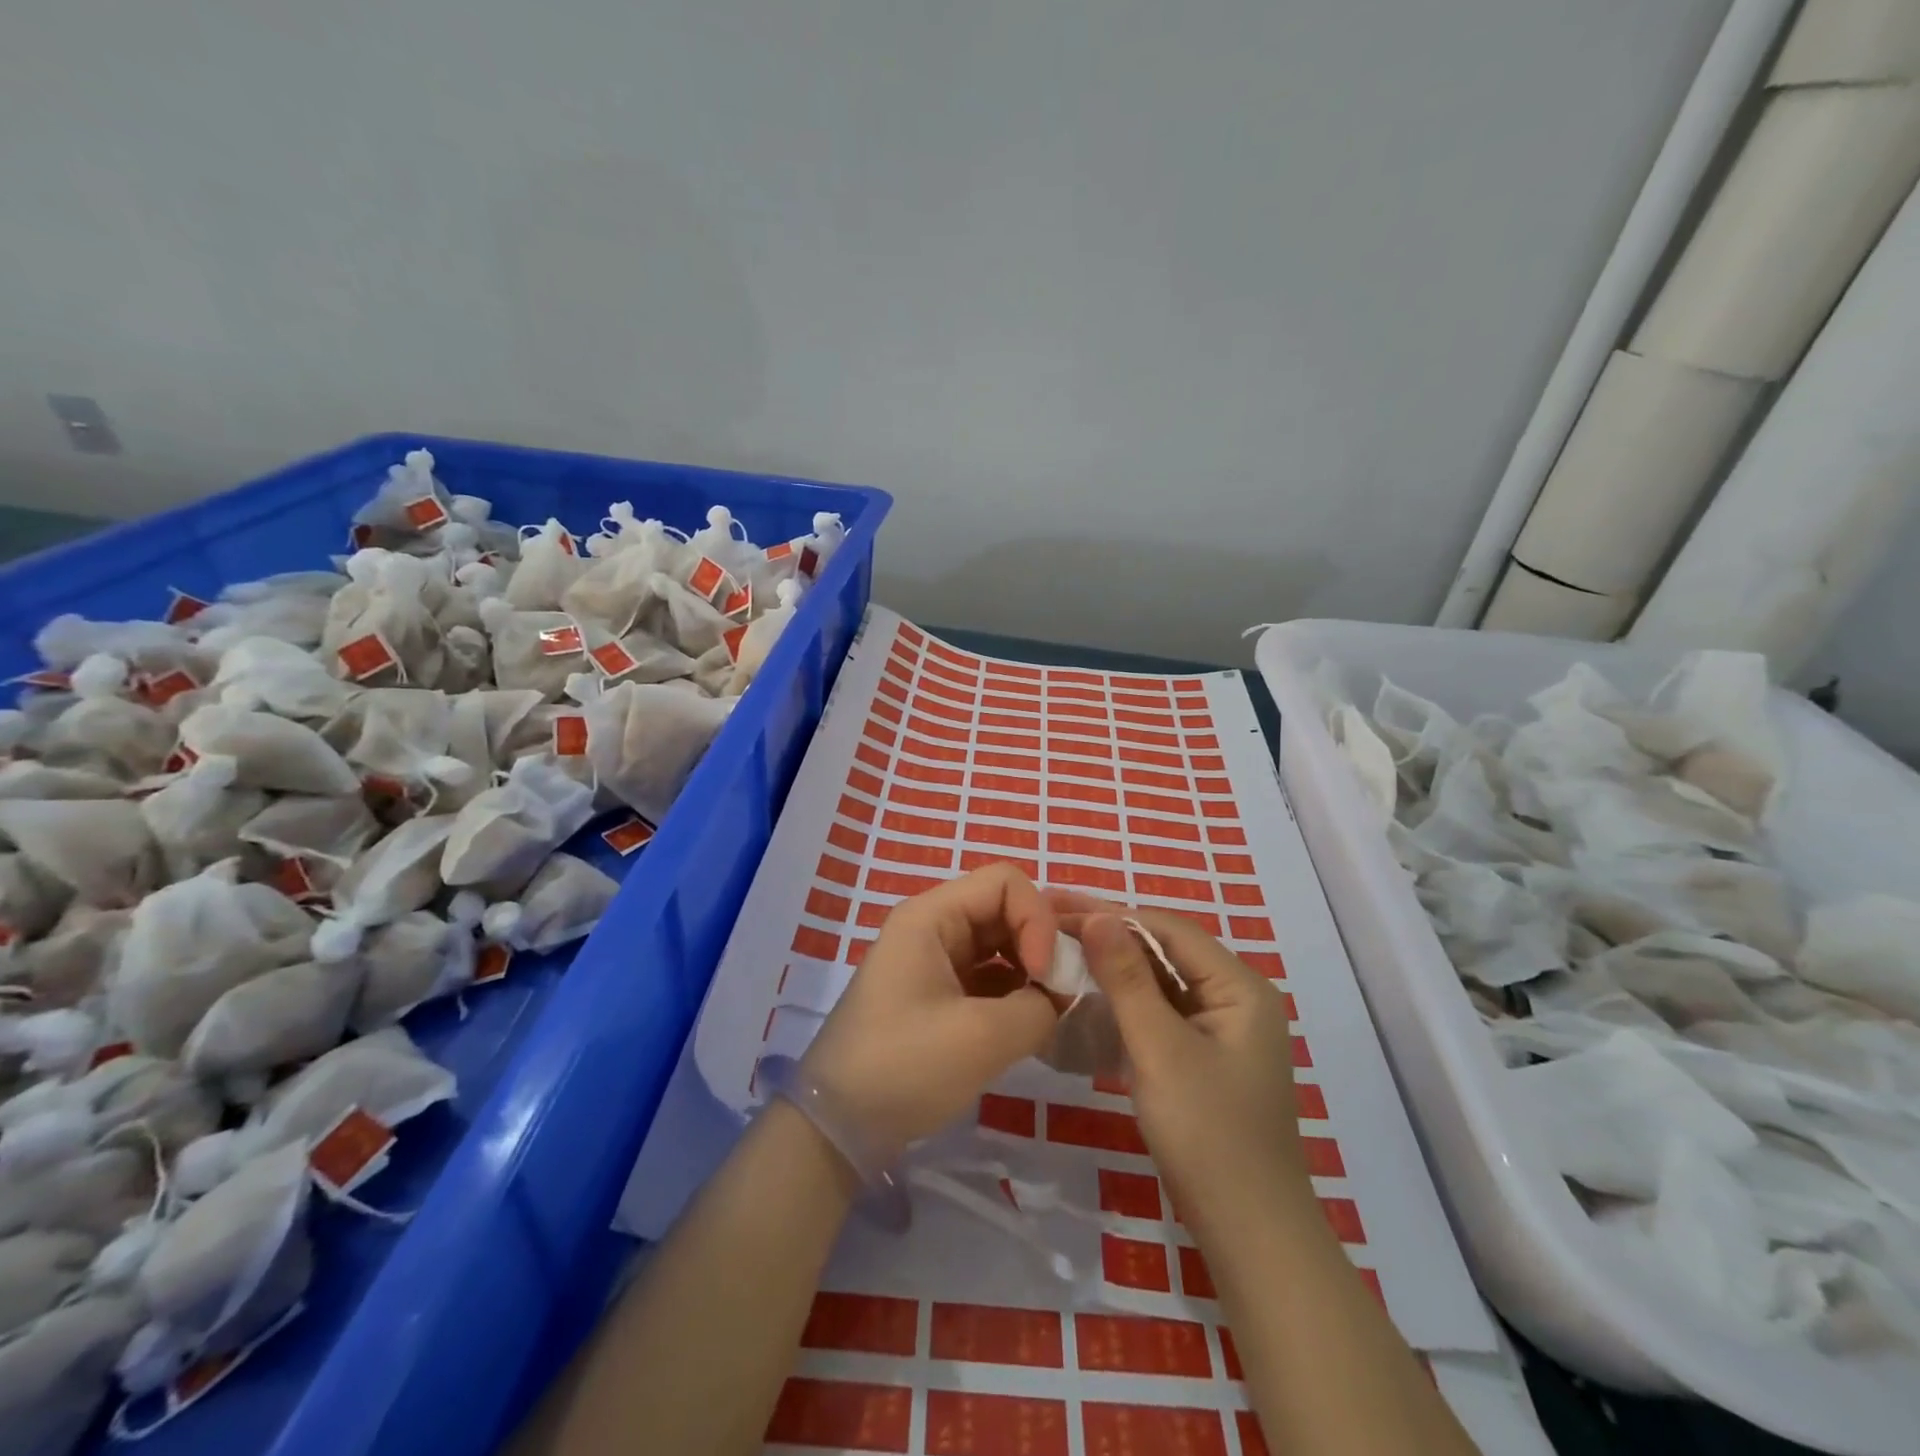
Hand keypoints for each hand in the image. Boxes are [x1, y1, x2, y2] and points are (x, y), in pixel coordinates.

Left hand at [801, 865, 1061, 1157]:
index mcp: (932, 916)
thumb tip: (1057, 999)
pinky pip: (988, 976)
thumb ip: (1037, 1007)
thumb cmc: (904, 1067)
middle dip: (1040, 943)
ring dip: (1031, 969)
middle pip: (1003, 909)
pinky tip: (1032, 1023)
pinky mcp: (938, 994)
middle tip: (1063, 991)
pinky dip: (1015, 992)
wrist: (839, 1126)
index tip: (1046, 974)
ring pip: (999, 944)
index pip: (1005, 882)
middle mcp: (933, 926)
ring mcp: (934, 961)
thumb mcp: (981, 1038)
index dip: (1036, 918)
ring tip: (1053, 1008)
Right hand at [1048, 891, 1314, 1238]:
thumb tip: (1097, 915)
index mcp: (1240, 986)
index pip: (1169, 929)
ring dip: (1115, 970)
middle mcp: (1236, 997)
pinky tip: (1090, 999)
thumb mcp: (1160, 1049)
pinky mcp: (1205, 1057)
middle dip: (1110, 938)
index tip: (1057, 908)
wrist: (1250, 1236)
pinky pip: (1162, 1013)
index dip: (1112, 914)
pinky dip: (1127, 1003)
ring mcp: (1222, 1029)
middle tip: (1051, 928)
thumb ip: (1128, 979)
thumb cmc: (1208, 1134)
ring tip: (1061, 955)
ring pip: (1162, 982)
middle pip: (1166, 951)